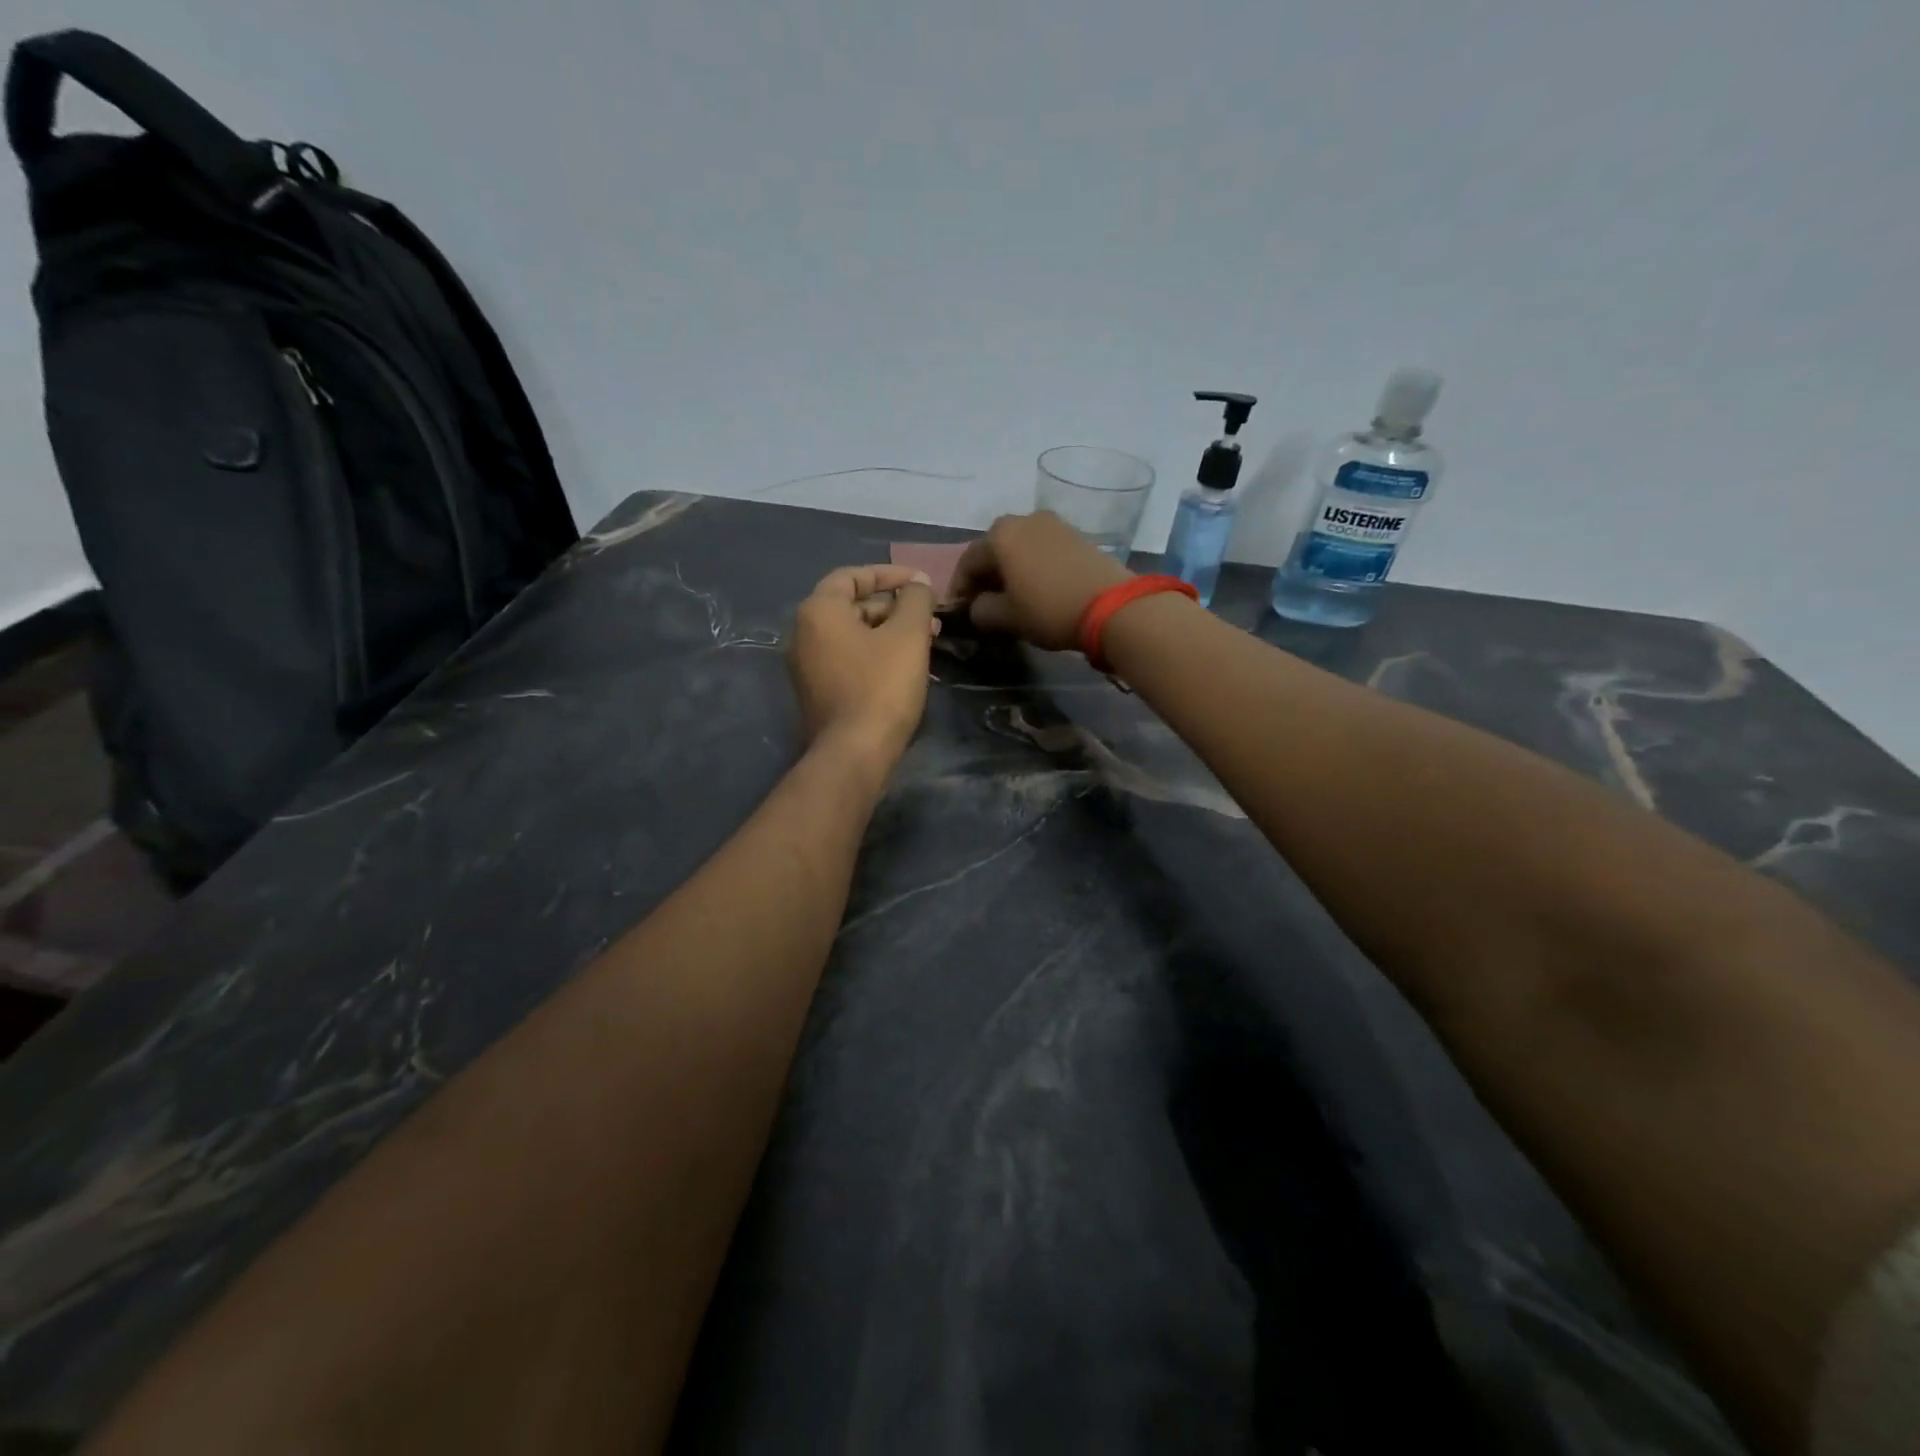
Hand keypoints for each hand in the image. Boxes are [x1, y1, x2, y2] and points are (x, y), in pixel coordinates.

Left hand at [787, 564, 938, 766]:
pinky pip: (848, 660)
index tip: (920, 583)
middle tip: (930, 619)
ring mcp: (806, 666)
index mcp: (818, 611)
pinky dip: (875, 654)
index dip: (889, 574)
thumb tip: (918, 583)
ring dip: (889, 633)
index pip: (852, 576)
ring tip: (926, 643)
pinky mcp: (817, 692)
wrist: (854, 752)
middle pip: (852, 607)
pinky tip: (905, 667)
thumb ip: (915, 600)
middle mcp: (803, 634)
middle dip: (894, 608)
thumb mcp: (908, 635)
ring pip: (853, 636)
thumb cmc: (882, 686)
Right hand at [945, 511, 1132, 650]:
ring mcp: (1053, 524)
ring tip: (1009, 597)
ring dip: (1009, 570)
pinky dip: (1031, 566)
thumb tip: (978, 605)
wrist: (1112, 606)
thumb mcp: (1006, 617)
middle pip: (994, 549)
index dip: (960, 588)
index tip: (958, 610)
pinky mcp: (1076, 535)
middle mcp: (1023, 520)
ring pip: (1018, 548)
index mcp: (999, 535)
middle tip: (982, 603)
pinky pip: (1041, 549)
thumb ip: (981, 610)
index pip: (968, 562)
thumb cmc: (1048, 609)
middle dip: (985, 576)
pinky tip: (1035, 588)